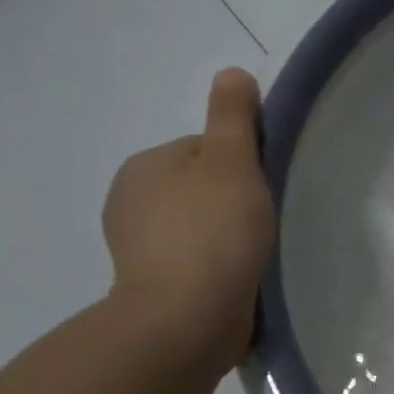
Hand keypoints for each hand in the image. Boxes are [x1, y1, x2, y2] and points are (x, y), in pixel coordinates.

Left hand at [102, 68, 275, 372]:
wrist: (186, 320)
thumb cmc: (212, 232)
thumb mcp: (230, 161)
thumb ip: (232, 117)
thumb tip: (232, 73)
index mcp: (144, 167)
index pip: (205, 151)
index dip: (242, 166)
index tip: (262, 190)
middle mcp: (130, 203)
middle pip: (202, 189)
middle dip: (233, 203)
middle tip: (263, 224)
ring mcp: (138, 250)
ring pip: (200, 228)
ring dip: (227, 238)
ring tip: (255, 255)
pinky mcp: (153, 288)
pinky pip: (196, 263)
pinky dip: (218, 268)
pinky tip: (239, 279)